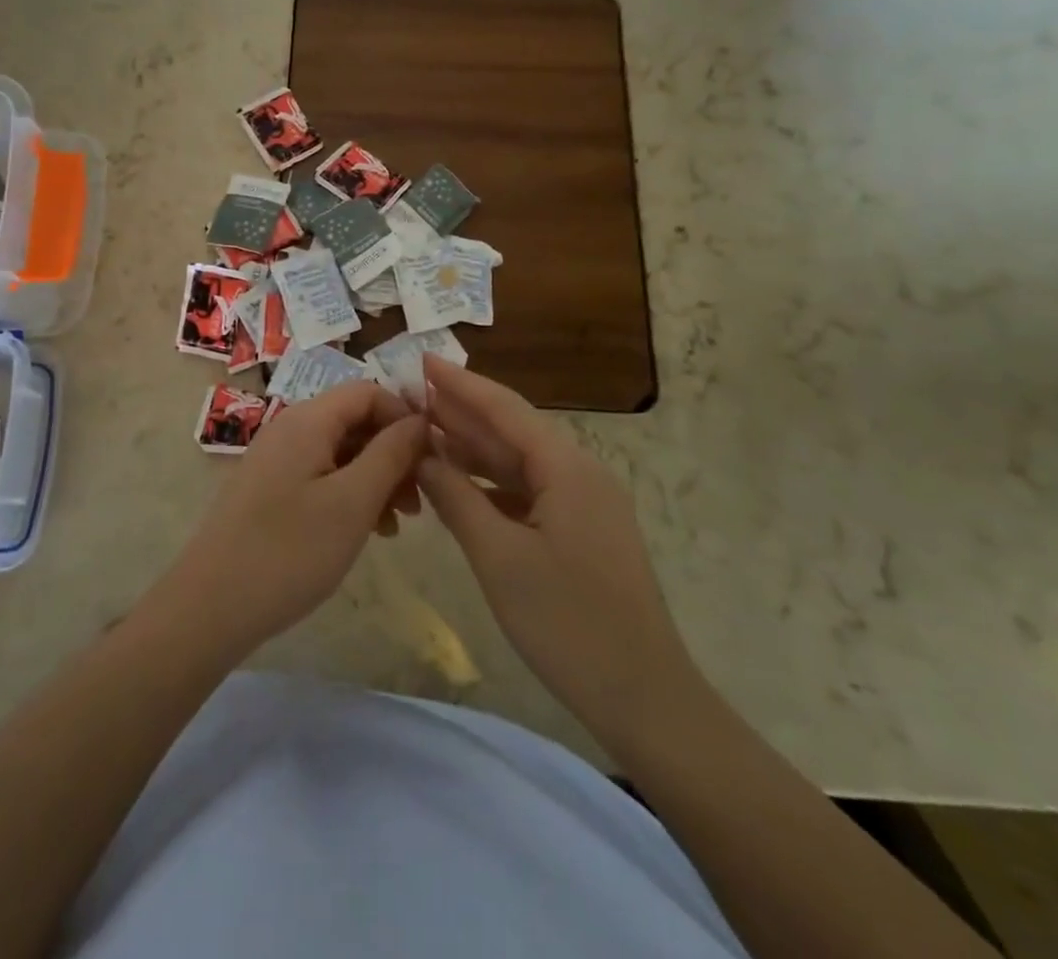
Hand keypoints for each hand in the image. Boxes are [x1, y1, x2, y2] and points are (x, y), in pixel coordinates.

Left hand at [155, 382, 426, 661]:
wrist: (210, 607)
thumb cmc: (289, 551)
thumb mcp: (353, 502)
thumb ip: (390, 454)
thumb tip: (420, 420)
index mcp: (308, 420)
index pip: (369, 392)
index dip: (404, 417)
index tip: (432, 458)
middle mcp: (290, 428)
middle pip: (355, 421)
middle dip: (393, 453)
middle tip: (418, 501)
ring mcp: (277, 460)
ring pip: (341, 451)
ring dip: (375, 478)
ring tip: (398, 523)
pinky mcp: (270, 490)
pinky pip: (321, 475)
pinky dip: (350, 494)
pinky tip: (367, 530)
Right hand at [414, 357, 695, 757]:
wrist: (645, 698)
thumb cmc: (568, 623)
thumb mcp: (499, 557)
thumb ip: (456, 498)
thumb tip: (423, 454)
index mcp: (566, 467)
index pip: (504, 409)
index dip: (460, 384)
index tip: (422, 359)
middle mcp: (579, 473)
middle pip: (512, 431)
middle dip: (462, 412)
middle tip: (412, 394)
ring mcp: (584, 504)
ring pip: (519, 463)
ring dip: (473, 448)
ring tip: (425, 429)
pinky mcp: (581, 533)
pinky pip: (528, 493)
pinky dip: (491, 485)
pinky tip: (459, 485)